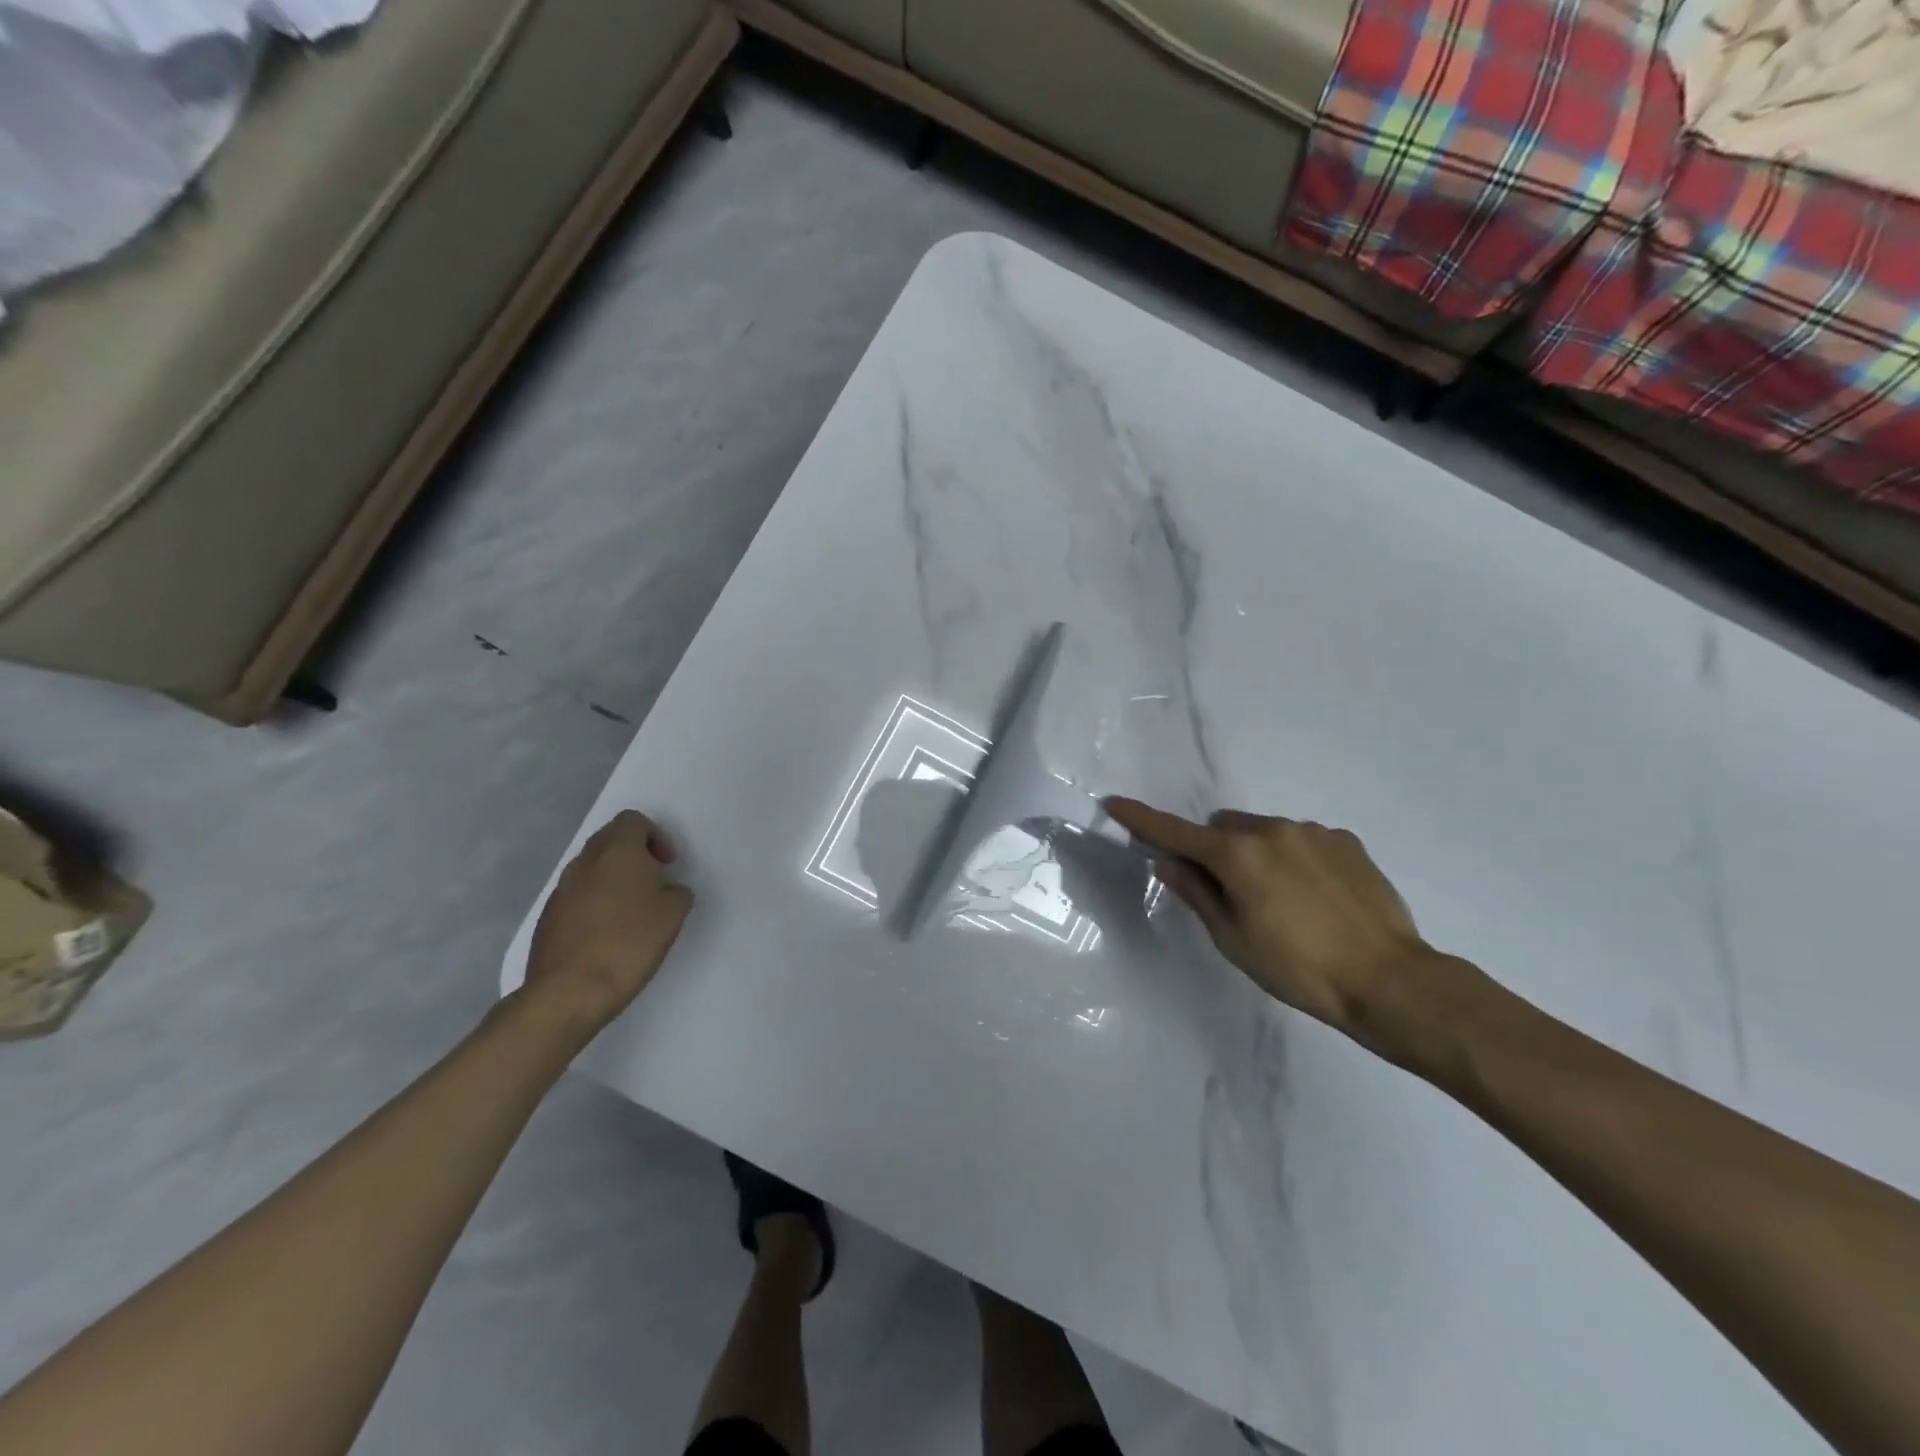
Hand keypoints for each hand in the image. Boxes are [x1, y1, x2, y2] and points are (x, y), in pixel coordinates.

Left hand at [523, 811, 693, 1035]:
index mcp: (617, 851)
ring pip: (591, 867)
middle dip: (633, 854)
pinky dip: (594, 902)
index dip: (655, 836)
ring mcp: (561, 889)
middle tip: (652, 882)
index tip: (667, 865)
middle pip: (609, 839)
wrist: (569, 991)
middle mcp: (585, 862)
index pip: (633, 820)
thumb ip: (677, 892)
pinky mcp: (548, 917)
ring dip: (612, 878)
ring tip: (631, 910)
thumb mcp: (673, 915)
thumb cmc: (629, 943)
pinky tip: (607, 932)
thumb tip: (667, 891)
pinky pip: (576, 895)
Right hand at [1105, 798, 1434, 1036]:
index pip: (1175, 832)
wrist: (1390, 980)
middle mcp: (1272, 830)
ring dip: (1256, 853)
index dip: (1141, 820)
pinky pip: (1301, 839)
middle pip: (1222, 827)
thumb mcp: (1234, 939)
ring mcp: (1312, 831)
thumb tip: (1169, 863)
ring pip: (1263, 831)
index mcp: (1237, 856)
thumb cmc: (1299, 969)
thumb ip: (1198, 894)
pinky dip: (1293, 858)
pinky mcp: (1345, 840)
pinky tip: (1315, 897)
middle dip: (1215, 850)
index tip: (1114, 804)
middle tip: (1229, 893)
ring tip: (1282, 901)